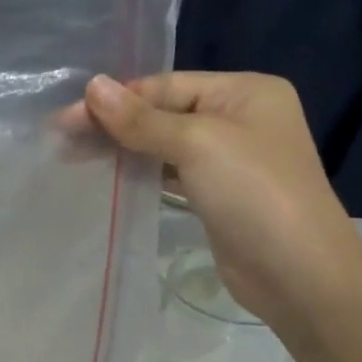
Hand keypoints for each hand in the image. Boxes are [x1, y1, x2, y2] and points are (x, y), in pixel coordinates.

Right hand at [78, 72, 361, 329]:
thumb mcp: (197, 145)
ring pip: (166, 144)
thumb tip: (93, 86)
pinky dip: (143, 172)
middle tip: (62, 138)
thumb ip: (141, 118)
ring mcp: (231, 159)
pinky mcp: (219, 195)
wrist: (299, 275)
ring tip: (74, 156)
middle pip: (164, 112)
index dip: (115, 100)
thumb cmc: (254, 193)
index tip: (66, 117)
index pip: (166, 85)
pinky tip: (111, 176)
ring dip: (124, 148)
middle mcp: (240, 118)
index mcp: (245, 92)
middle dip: (115, 124)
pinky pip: (173, 173)